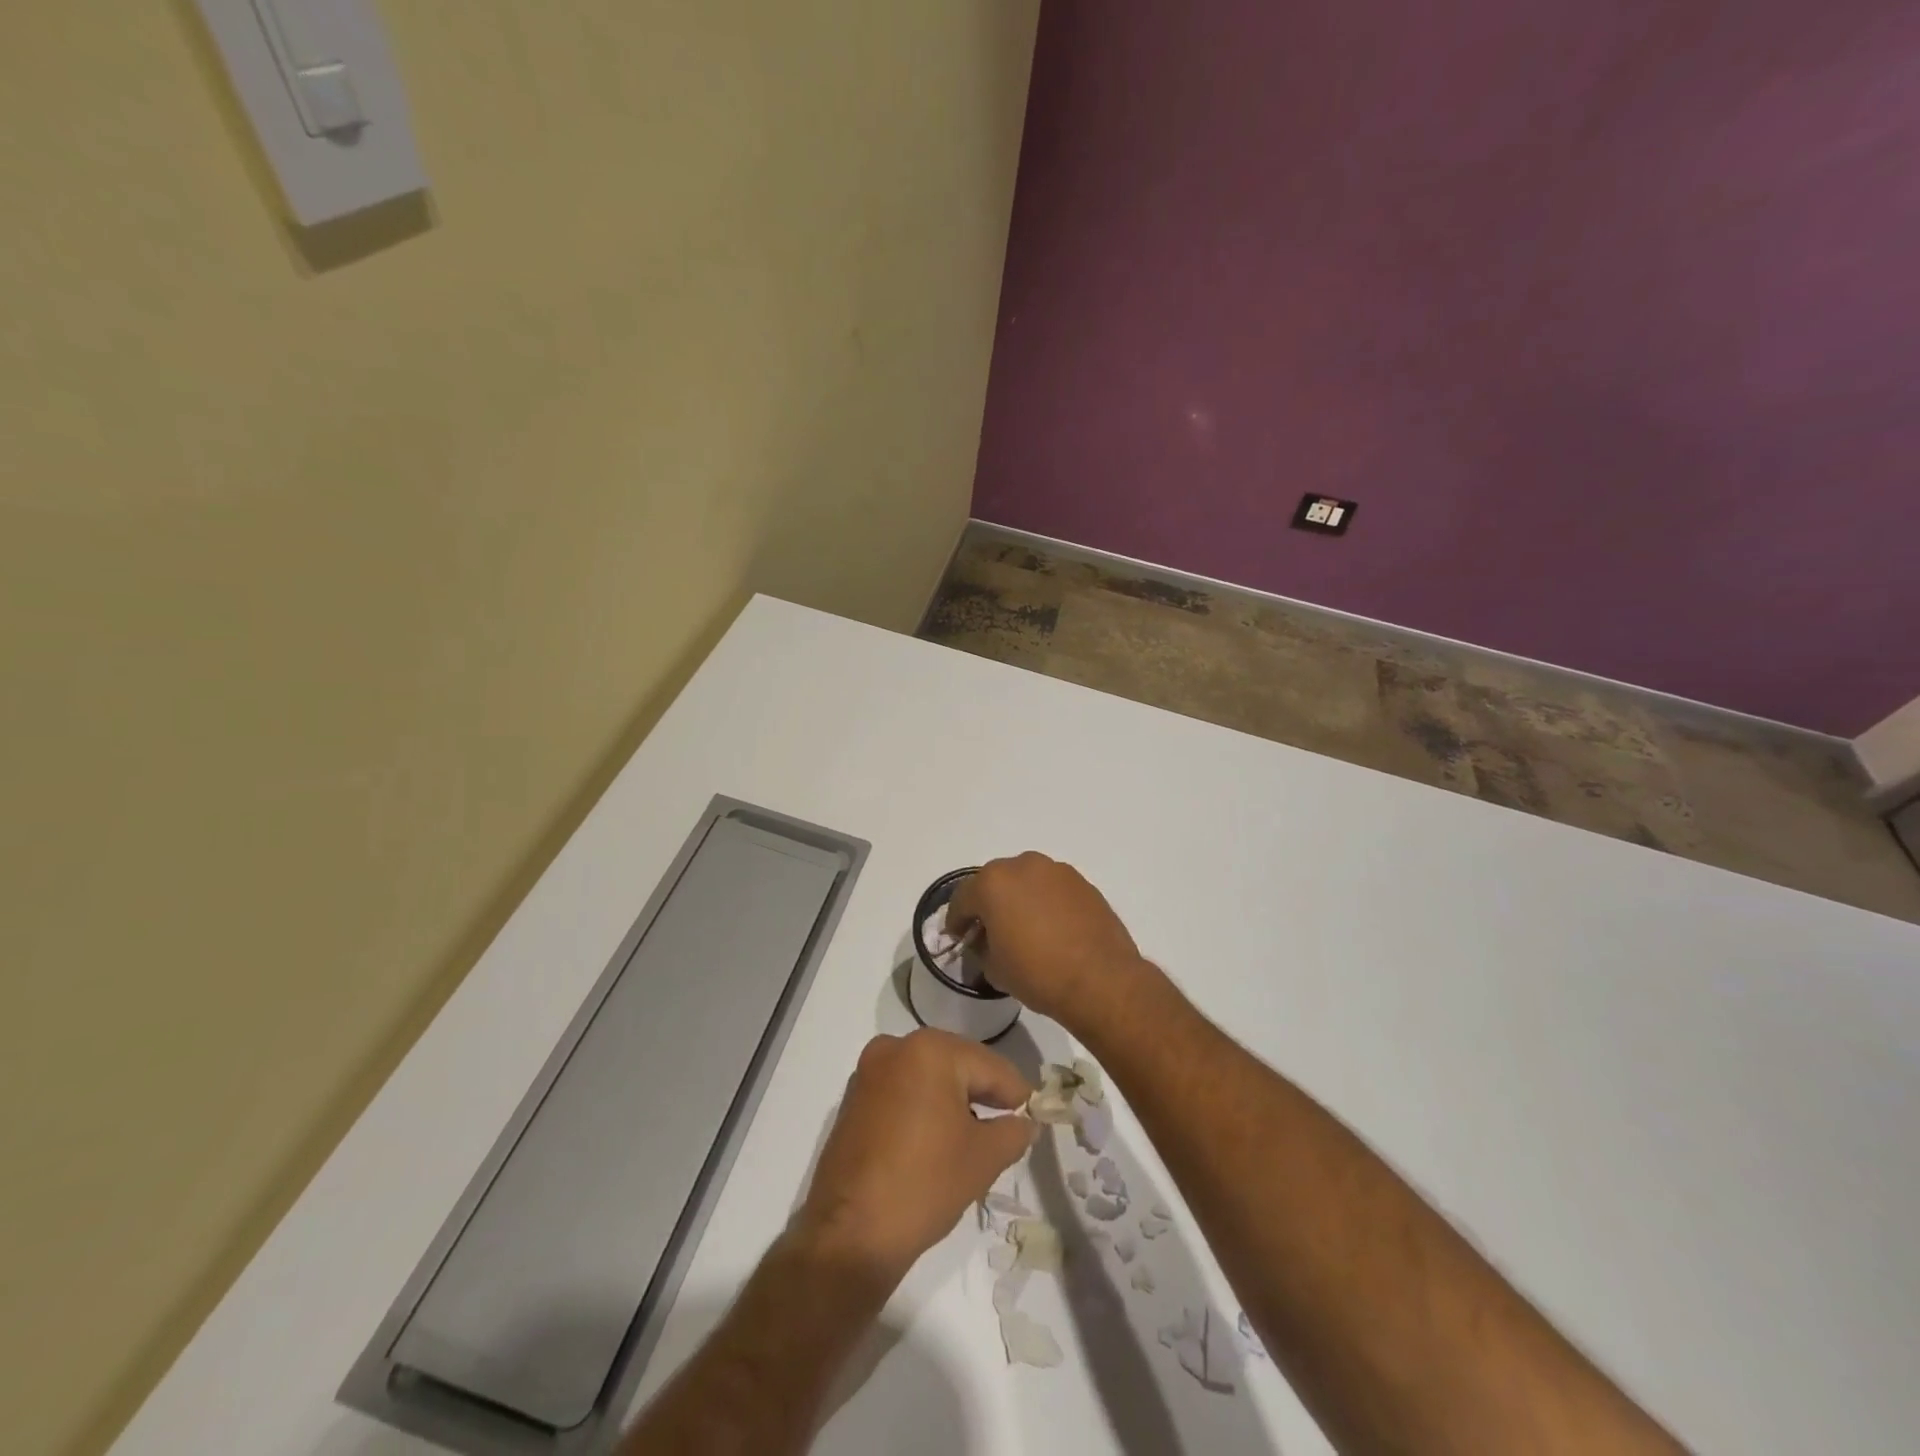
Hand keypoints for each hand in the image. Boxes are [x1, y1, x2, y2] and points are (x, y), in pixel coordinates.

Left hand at [795, 1030, 1035, 1285]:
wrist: (851, 1235)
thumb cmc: (924, 1184)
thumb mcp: (984, 1158)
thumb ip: (1013, 1132)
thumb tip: (1024, 1123)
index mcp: (930, 1050)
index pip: (989, 1066)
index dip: (1016, 1093)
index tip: (1035, 1114)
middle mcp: (896, 1047)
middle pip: (957, 1064)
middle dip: (984, 1092)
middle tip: (1009, 1125)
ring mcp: (869, 1071)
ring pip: (928, 1077)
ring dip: (953, 1100)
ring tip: (976, 1136)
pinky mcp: (854, 1098)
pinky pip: (903, 1091)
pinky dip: (924, 1107)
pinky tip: (938, 1139)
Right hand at [943, 852, 1149, 1024]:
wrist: (1100, 979)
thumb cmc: (1037, 973)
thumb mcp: (994, 968)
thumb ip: (982, 947)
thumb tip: (986, 941)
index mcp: (993, 883)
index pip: (963, 898)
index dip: (957, 920)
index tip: (957, 937)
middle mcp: (1023, 865)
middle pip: (994, 882)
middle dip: (987, 904)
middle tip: (988, 930)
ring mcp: (1056, 870)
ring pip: (1025, 881)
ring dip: (1018, 898)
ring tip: (1023, 927)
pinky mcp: (1082, 882)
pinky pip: (1051, 888)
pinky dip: (1045, 902)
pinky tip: (1050, 927)